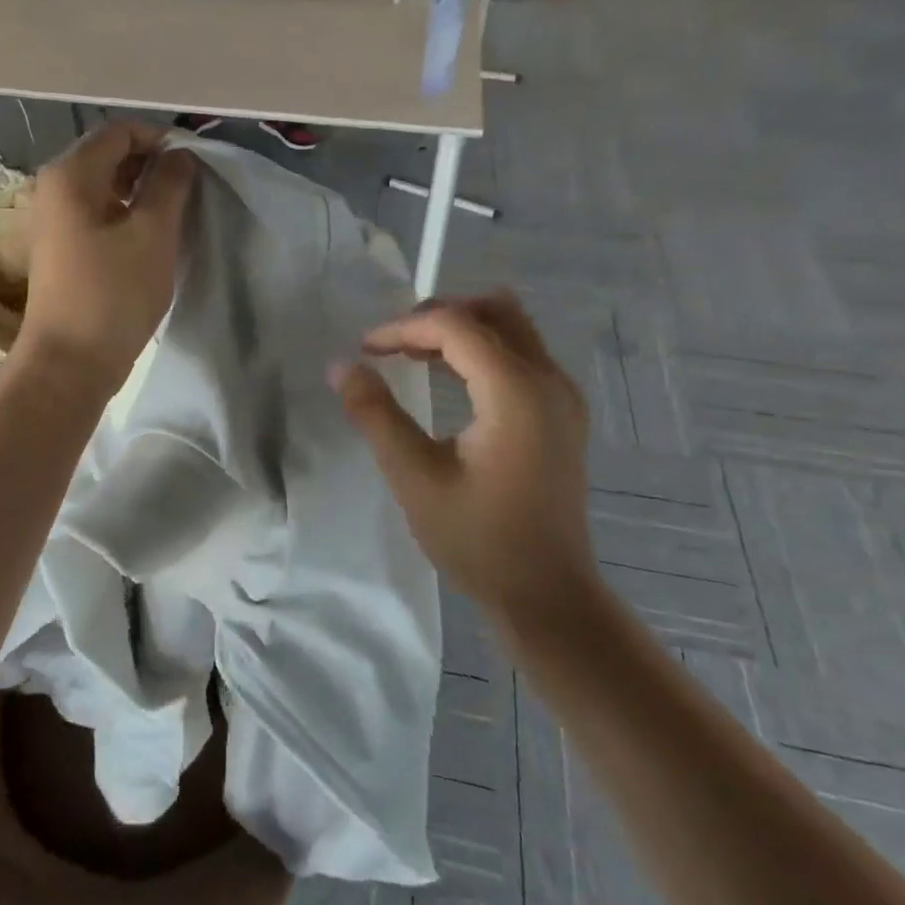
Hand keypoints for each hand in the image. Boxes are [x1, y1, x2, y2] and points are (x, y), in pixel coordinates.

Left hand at [20, 122, 195, 394]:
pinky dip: (128, 216)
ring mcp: (56, 221)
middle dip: (153, 165)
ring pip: (107, 188)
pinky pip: (100, 215)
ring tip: (179, 212)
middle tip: (192, 188)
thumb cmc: (113, 294)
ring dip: (143, 192)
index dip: (161, 139)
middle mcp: (55, 189)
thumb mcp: (153, 234)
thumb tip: (179, 156)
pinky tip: (154, 237)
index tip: (197, 162)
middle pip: (111, 157)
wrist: (70, 363)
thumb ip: (169, 185)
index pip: (121, 132)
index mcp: (71, 175)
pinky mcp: (64, 250)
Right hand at [335, 293, 596, 614]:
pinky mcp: (562, 413)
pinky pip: (521, 355)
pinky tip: (449, 380)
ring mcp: (563, 396)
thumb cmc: (477, 540)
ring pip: (511, 328)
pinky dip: (481, 351)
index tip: (365, 349)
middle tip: (393, 344)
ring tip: (412, 356)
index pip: (457, 327)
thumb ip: (376, 415)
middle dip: (438, 316)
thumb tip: (341, 366)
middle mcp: (550, 381)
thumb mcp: (414, 478)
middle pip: (494, 310)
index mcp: (517, 393)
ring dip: (460, 331)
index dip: (403, 328)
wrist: (547, 594)